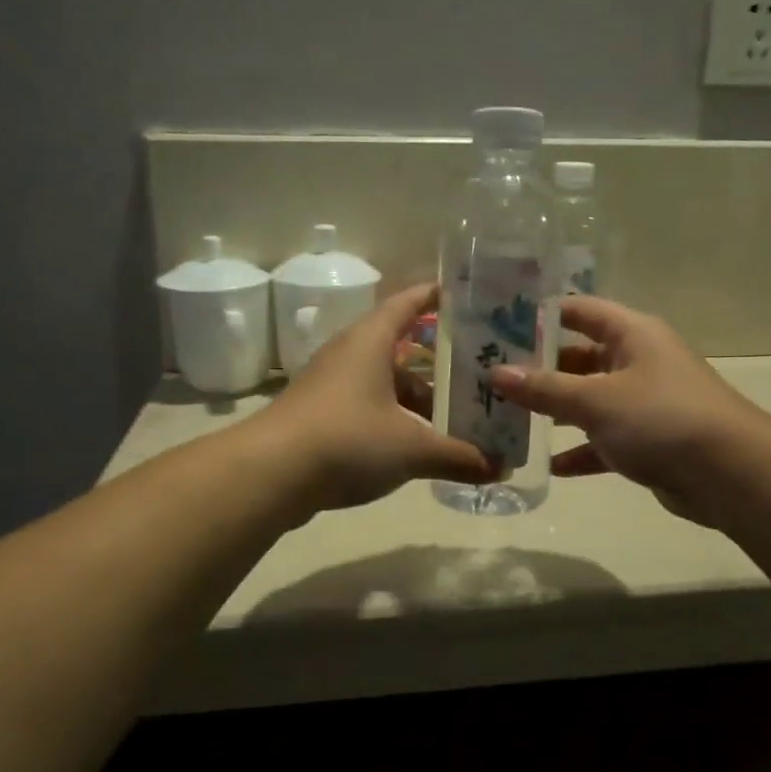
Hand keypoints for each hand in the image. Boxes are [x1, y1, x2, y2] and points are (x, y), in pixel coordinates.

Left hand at [252, 282, 498, 514]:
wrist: (269, 475)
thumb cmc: (346, 440)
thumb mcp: (411, 448)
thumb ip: (458, 456)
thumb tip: (501, 468)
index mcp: (371, 341)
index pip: (409, 302)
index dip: (438, 296)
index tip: (470, 298)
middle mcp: (349, 354)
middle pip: (403, 347)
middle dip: (440, 361)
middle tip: (480, 371)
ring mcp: (331, 385)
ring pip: (386, 381)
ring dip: (418, 397)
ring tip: (456, 417)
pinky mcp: (320, 415)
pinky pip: (369, 406)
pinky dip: (395, 419)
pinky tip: (417, 445)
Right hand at [490, 297, 768, 525]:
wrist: (731, 474)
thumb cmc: (660, 418)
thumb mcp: (595, 400)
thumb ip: (544, 388)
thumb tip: (495, 373)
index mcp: (631, 334)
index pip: (579, 310)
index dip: (541, 315)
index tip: (498, 325)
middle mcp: (638, 361)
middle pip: (579, 357)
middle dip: (539, 370)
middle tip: (492, 380)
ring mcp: (644, 402)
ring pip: (589, 401)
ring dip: (555, 412)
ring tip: (509, 421)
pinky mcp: (648, 441)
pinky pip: (604, 440)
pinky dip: (580, 451)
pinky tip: (549, 466)